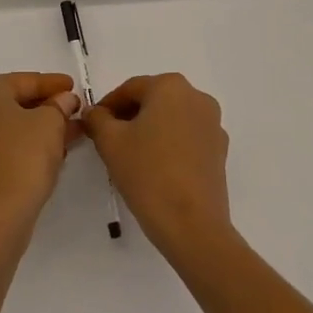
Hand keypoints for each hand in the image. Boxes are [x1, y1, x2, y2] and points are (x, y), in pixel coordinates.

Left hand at [0, 73, 80, 227]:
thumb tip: (64, 100)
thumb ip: (59, 105)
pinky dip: (21, 147)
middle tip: (72, 112)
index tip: (74, 88)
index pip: (24, 81)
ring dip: (36, 129)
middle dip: (45, 108)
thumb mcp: (51, 122)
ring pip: (6, 127)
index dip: (53, 84)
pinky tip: (47, 154)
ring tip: (67, 135)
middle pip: (13, 103)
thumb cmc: (23, 155)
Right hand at [81, 74, 231, 266]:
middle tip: (109, 139)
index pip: (130, 89)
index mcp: (171, 86)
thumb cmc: (147, 173)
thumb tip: (93, 112)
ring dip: (150, 130)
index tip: (93, 125)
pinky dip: (169, 145)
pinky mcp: (219, 151)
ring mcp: (213, 125)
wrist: (192, 225)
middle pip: (153, 100)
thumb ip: (96, 119)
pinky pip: (187, 138)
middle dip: (129, 116)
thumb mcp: (110, 142)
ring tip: (131, 156)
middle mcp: (197, 97)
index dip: (107, 106)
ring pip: (171, 119)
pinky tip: (155, 168)